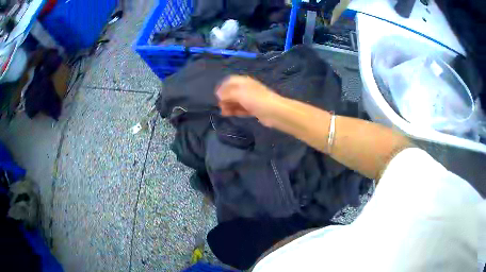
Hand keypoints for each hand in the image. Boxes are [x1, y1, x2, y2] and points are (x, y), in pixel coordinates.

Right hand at [216, 76, 278, 125]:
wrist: (273, 111)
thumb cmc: (255, 99)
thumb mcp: (238, 93)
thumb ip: (227, 93)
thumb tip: (218, 94)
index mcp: (244, 82)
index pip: (230, 81)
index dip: (222, 87)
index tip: (216, 95)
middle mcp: (246, 89)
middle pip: (232, 91)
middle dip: (225, 98)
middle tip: (219, 105)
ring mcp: (250, 99)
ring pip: (236, 101)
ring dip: (228, 105)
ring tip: (222, 111)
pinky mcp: (253, 109)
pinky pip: (241, 108)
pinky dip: (234, 110)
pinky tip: (228, 114)